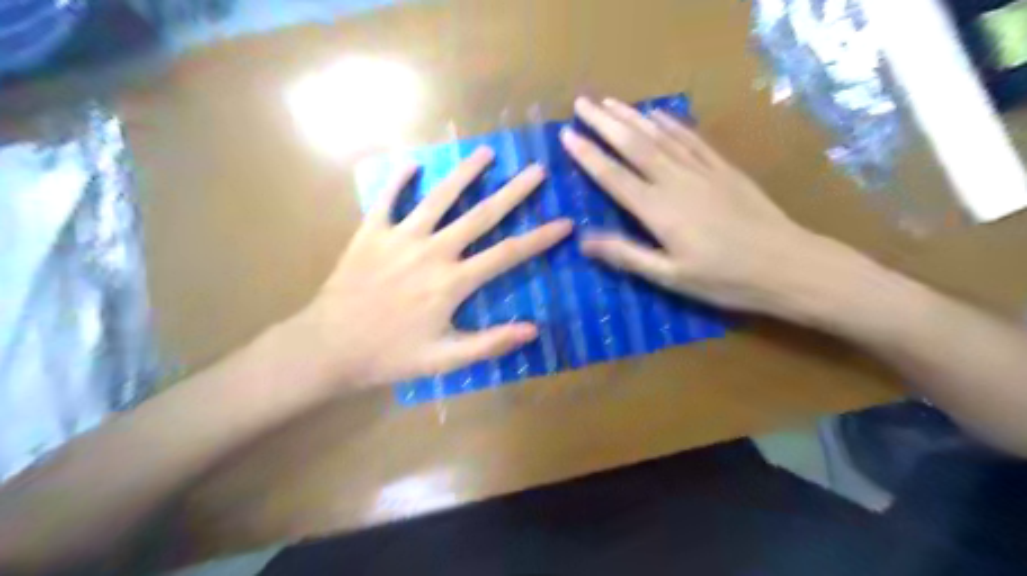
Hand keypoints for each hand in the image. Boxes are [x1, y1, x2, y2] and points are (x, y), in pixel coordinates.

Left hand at [297, 146, 574, 391]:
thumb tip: (533, 330)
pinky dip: (399, 180)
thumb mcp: (444, 359)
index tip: (564, 223)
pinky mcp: (371, 232)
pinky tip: (413, 163)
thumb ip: (489, 343)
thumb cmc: (390, 355)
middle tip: (535, 170)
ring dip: (464, 174)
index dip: (539, 239)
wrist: (328, 347)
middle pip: (480, 215)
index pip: (507, 254)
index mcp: (452, 282)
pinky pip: (387, 199)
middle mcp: (432, 251)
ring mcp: (400, 237)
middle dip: (513, 192)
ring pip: (439, 198)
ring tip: (486, 153)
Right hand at [561, 95, 851, 319]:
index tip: (567, 134)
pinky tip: (659, 113)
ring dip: (632, 116)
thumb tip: (584, 241)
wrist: (788, 265)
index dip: (588, 155)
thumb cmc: (725, 279)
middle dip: (604, 123)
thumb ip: (627, 255)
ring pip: (660, 136)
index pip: (614, 177)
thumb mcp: (671, 276)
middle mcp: (676, 182)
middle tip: (581, 103)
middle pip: (634, 146)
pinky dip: (672, 123)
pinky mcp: (724, 168)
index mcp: (659, 211)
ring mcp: (702, 171)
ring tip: (609, 101)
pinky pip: (692, 139)